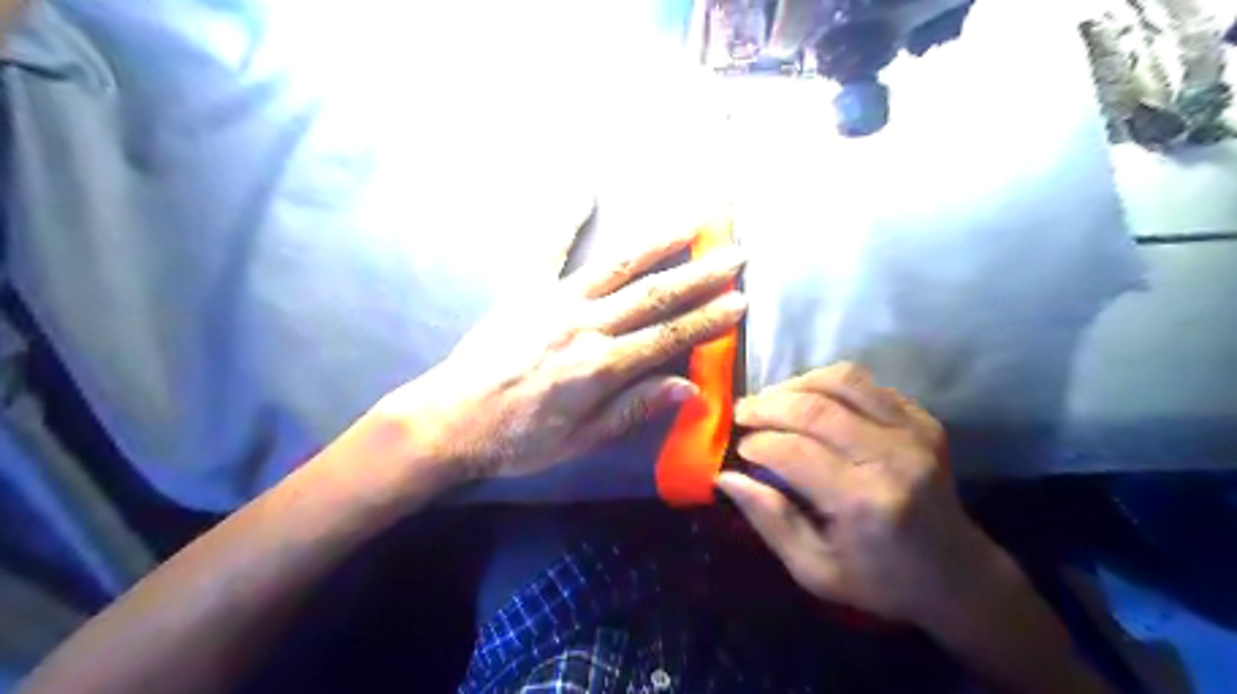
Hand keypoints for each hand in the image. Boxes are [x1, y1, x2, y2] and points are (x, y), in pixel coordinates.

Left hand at [377, 230, 743, 483]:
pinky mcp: (525, 290)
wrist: (450, 419)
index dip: (708, 320)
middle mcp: (584, 325)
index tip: (740, 301)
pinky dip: (565, 218)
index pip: (668, 337)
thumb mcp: (581, 440)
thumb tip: (690, 389)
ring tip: (691, 222)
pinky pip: (547, 248)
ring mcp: (553, 301)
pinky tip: (582, 189)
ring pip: (616, 266)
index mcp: (600, 367)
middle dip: (700, 275)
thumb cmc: (518, 439)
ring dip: (657, 243)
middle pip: (653, 296)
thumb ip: (634, 408)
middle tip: (735, 255)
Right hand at [721, 362, 1009, 629]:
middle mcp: (893, 456)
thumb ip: (769, 520)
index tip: (739, 449)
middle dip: (767, 406)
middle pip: (815, 407)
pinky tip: (811, 402)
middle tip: (742, 414)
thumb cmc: (880, 580)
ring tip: (771, 401)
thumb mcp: (814, 570)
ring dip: (796, 384)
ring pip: (842, 380)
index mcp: (865, 501)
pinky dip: (829, 384)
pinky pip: (866, 383)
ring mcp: (914, 431)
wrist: (957, 575)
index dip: (757, 443)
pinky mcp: (923, 419)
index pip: (794, 450)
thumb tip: (726, 476)